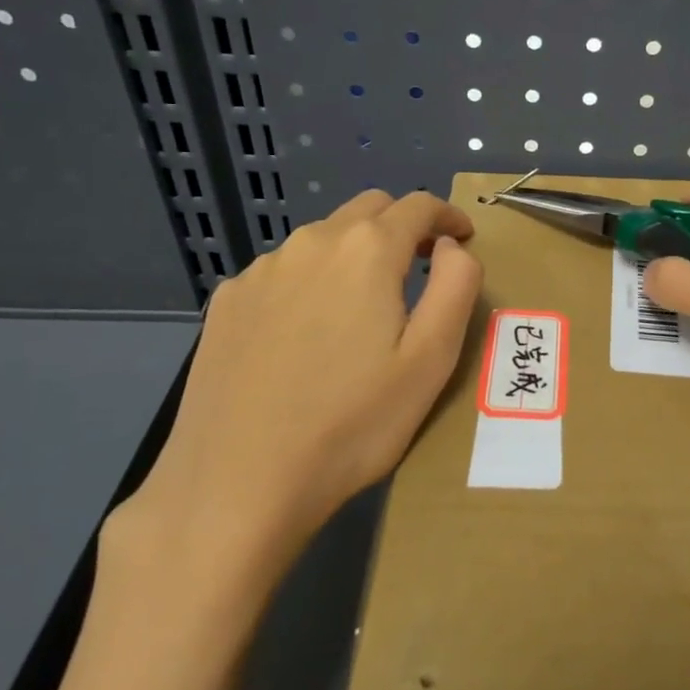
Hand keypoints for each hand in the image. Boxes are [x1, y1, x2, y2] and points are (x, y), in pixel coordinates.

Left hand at [108, 190, 481, 626]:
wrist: (237, 484)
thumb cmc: (352, 425)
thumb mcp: (430, 361)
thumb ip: (456, 287)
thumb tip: (452, 247)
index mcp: (366, 252)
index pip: (417, 206)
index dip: (447, 216)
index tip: (463, 235)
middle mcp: (310, 244)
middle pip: (367, 210)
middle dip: (402, 227)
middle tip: (422, 266)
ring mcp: (260, 272)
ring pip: (322, 239)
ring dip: (354, 254)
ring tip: (363, 307)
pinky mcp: (226, 303)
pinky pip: (283, 271)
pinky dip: (311, 281)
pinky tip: (307, 333)